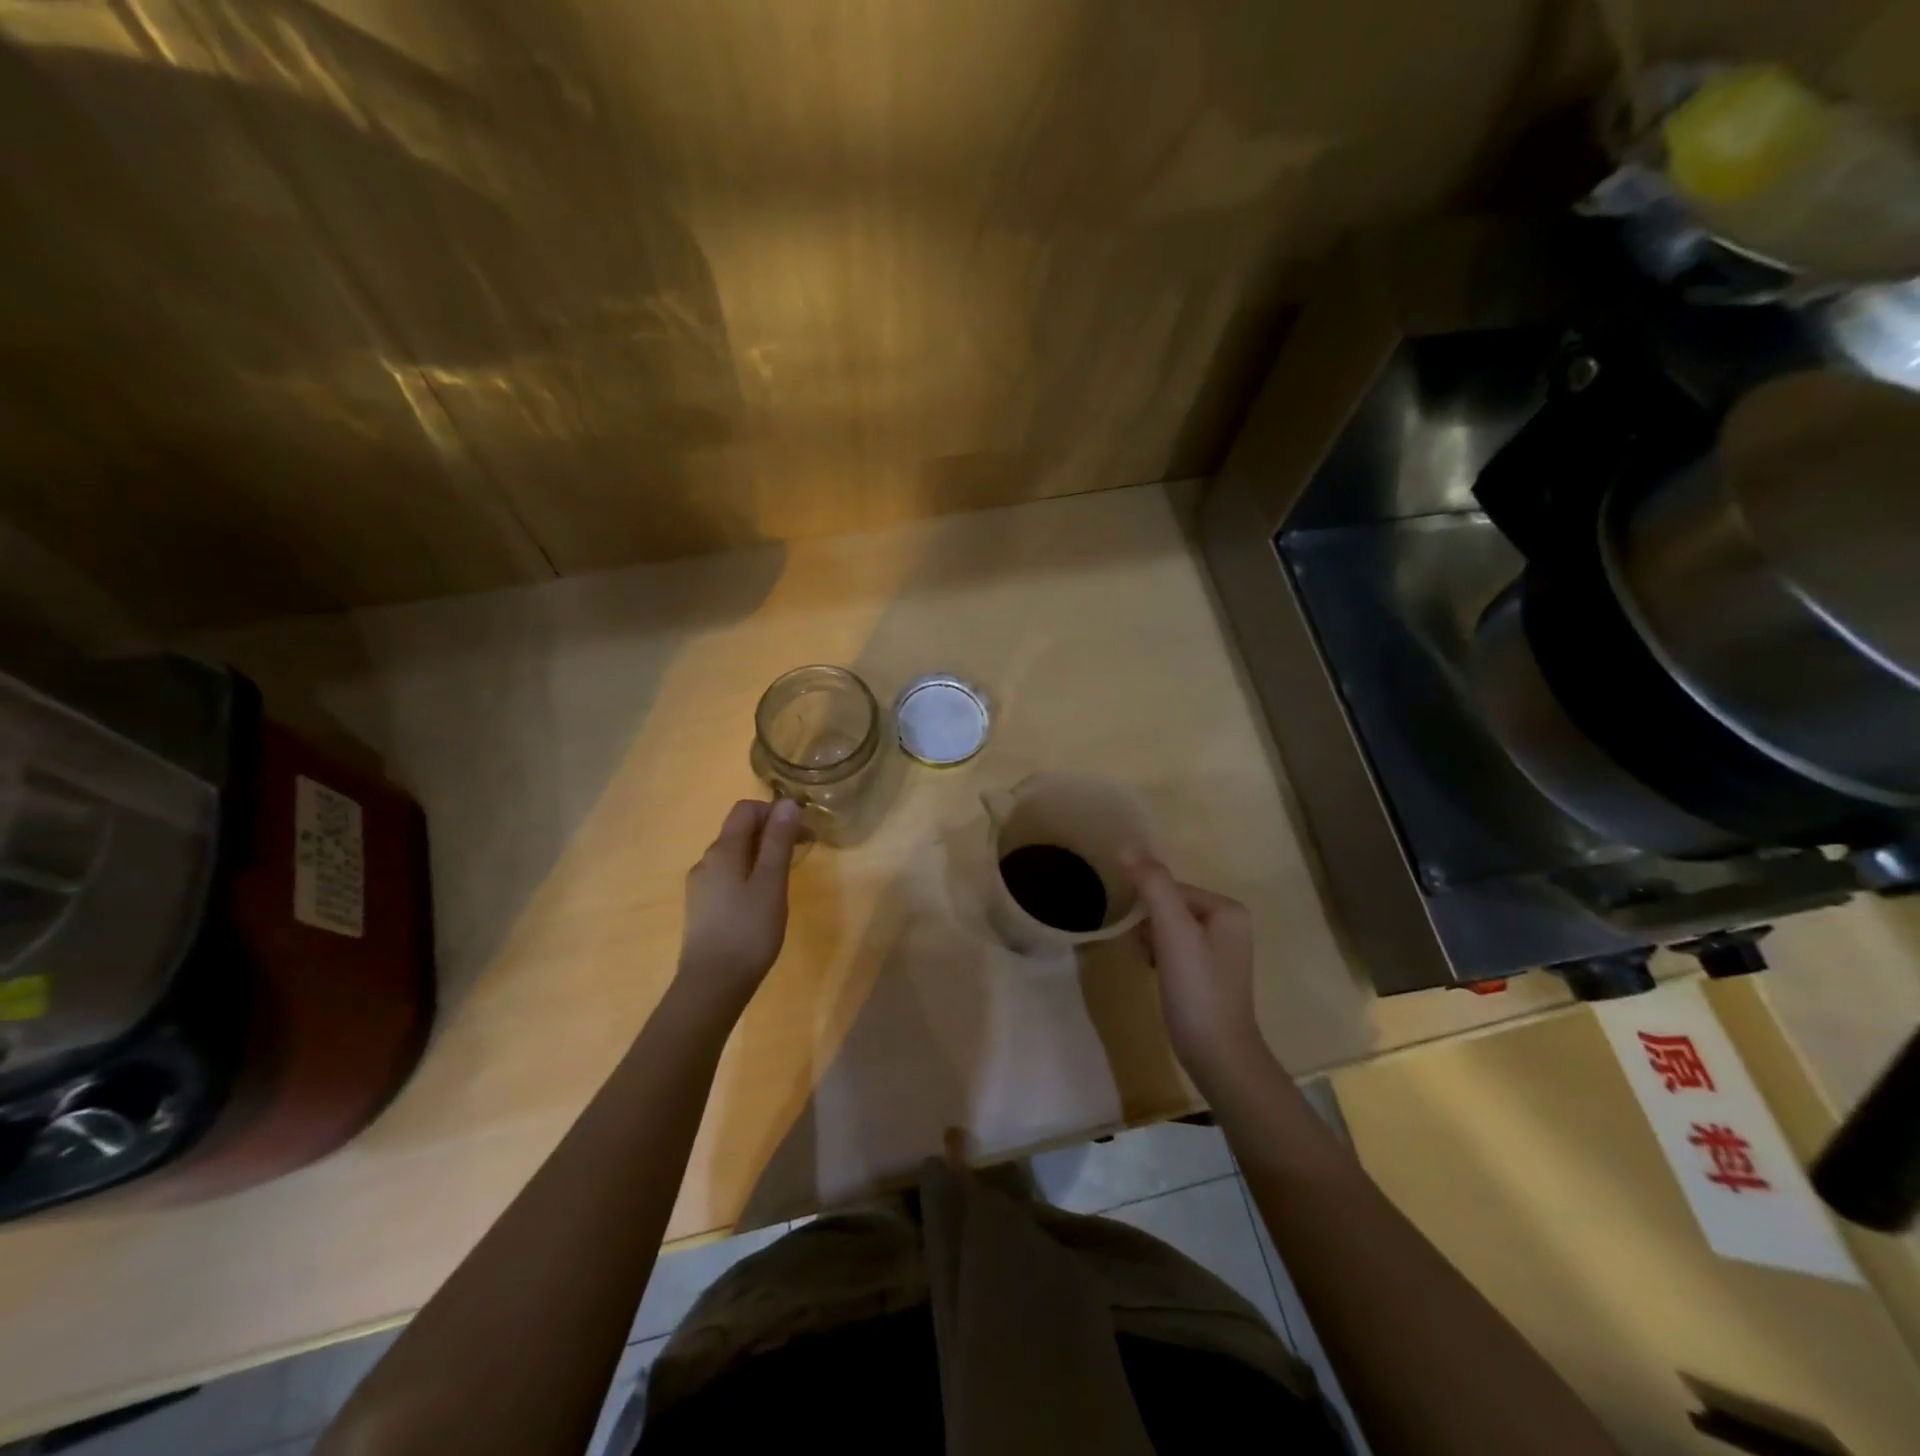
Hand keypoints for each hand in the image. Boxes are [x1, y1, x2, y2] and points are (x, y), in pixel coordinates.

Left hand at [676, 798, 806, 1012]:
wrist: (711, 986)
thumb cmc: (748, 931)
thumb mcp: (771, 882)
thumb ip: (778, 841)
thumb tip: (787, 803)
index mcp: (722, 850)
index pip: (746, 809)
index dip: (775, 812)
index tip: (803, 832)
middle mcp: (706, 861)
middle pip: (739, 831)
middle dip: (772, 833)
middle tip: (803, 853)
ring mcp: (701, 886)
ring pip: (735, 855)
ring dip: (762, 854)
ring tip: (786, 878)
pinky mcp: (702, 908)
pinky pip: (729, 876)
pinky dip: (750, 874)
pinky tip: (764, 899)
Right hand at [1124, 852, 1267, 1085]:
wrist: (1217, 1055)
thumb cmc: (1197, 989)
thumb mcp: (1173, 931)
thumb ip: (1153, 885)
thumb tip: (1128, 846)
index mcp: (1228, 909)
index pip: (1171, 889)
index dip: (1150, 910)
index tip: (1148, 939)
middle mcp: (1230, 925)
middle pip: (1170, 907)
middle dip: (1151, 928)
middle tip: (1151, 955)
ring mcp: (1221, 951)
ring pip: (1169, 929)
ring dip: (1153, 943)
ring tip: (1155, 968)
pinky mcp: (1209, 975)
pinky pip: (1175, 950)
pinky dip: (1161, 959)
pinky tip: (1159, 978)